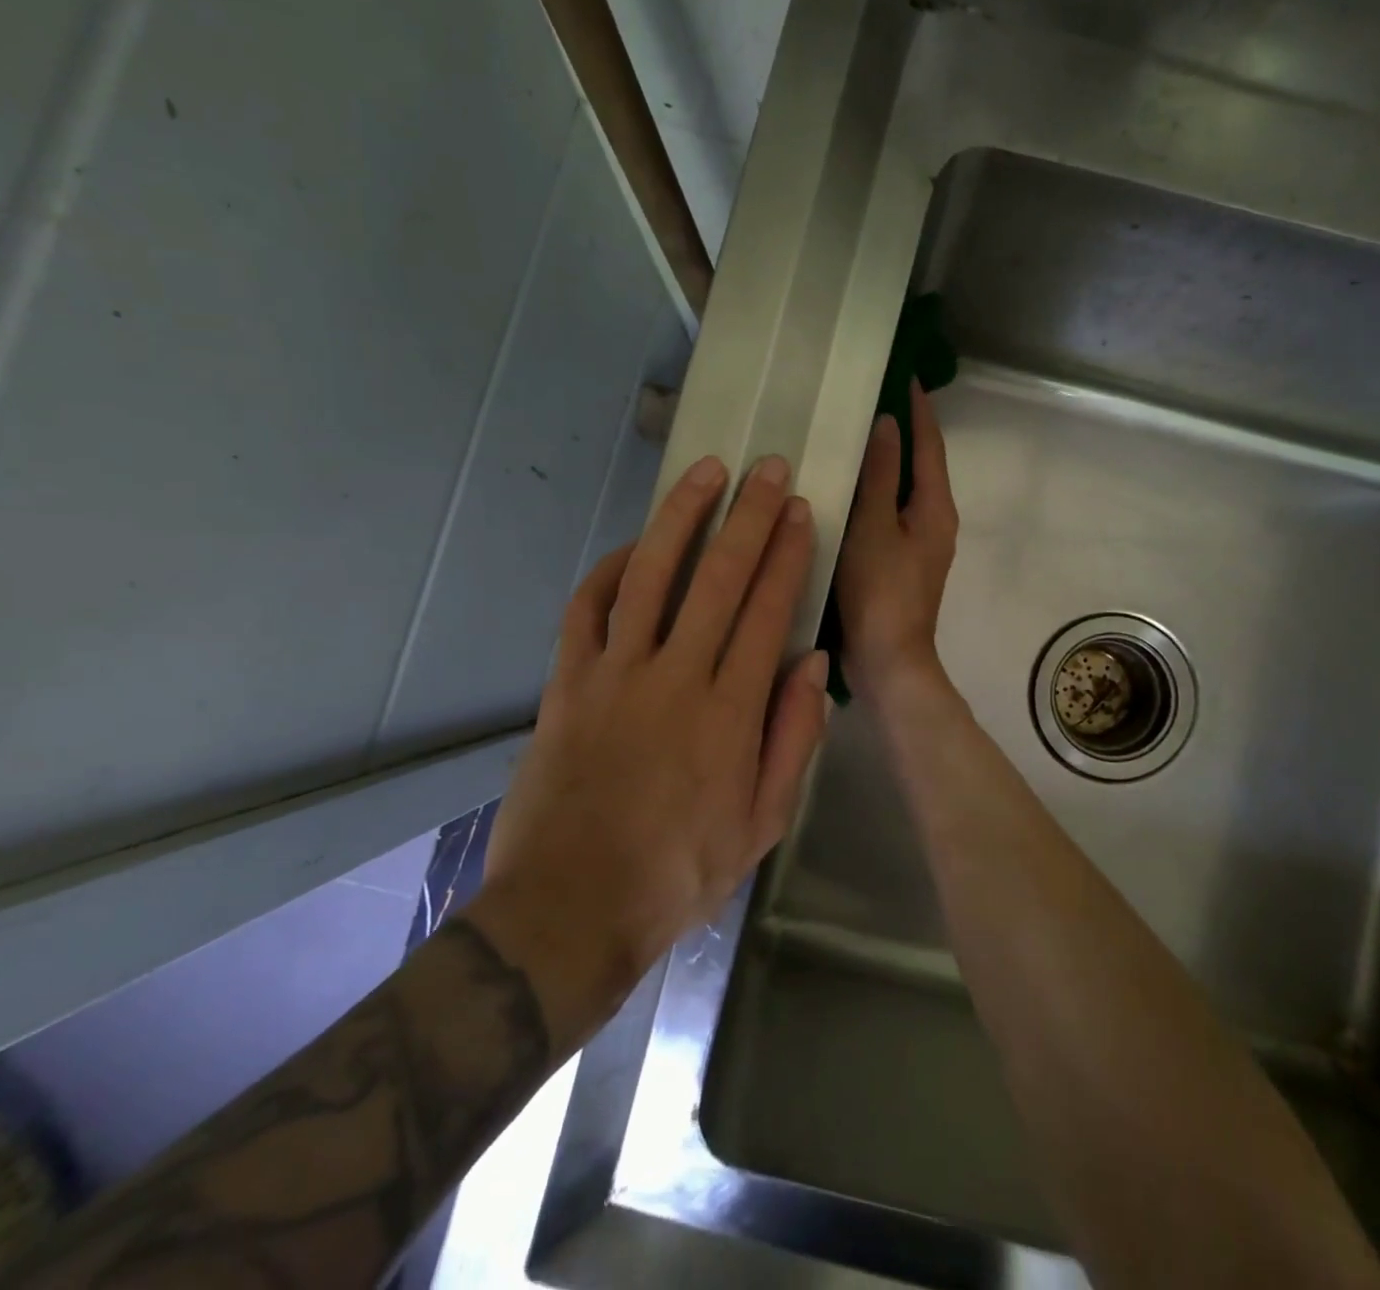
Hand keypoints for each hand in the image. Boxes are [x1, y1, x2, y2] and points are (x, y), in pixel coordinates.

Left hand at [465, 454, 828, 1047]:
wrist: (571, 909)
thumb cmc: (680, 873)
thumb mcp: (763, 824)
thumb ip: (793, 739)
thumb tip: (813, 662)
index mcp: (730, 713)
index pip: (766, 612)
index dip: (786, 556)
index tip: (800, 513)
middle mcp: (674, 678)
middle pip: (717, 579)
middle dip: (748, 517)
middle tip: (768, 469)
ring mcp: (613, 676)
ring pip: (650, 577)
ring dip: (680, 519)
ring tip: (705, 474)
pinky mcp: (566, 685)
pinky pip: (586, 611)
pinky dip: (609, 571)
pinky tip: (633, 547)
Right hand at [834, 381, 959, 701]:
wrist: (888, 660)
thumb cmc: (880, 591)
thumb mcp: (874, 526)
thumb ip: (880, 474)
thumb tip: (888, 424)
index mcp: (935, 508)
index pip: (930, 445)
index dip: (919, 410)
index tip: (904, 375)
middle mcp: (934, 522)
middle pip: (920, 466)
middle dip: (902, 432)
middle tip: (872, 399)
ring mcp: (918, 545)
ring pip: (902, 491)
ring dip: (885, 463)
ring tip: (855, 436)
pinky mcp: (899, 564)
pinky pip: (888, 514)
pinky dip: (873, 494)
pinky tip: (847, 489)